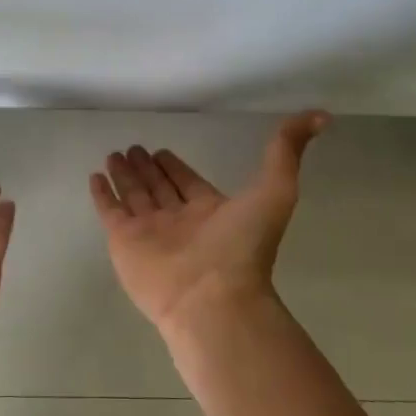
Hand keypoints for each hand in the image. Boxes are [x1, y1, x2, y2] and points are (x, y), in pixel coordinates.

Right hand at [89, 112, 329, 336]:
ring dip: (125, 176)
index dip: (176, 167)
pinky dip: (102, 195)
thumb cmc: (242, 247)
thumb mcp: (275, 190)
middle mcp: (178, 220)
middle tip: (133, 147)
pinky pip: (109, 211)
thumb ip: (286, 151)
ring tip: (115, 155)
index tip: (163, 150)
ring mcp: (149, 232)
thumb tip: (320, 116)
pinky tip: (95, 176)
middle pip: (158, 188)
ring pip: (134, 196)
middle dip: (147, 168)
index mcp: (210, 210)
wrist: (211, 298)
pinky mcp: (123, 241)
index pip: (187, 182)